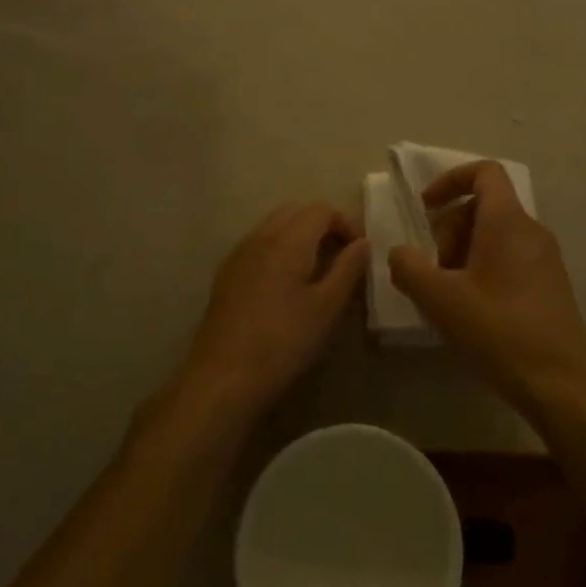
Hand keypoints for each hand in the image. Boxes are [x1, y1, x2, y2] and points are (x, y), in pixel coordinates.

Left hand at [180, 202, 369, 419]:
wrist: (223, 376)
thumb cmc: (283, 341)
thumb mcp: (327, 308)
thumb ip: (348, 269)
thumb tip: (362, 243)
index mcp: (288, 239)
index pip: (322, 210)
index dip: (346, 223)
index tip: (359, 252)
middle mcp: (261, 236)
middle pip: (296, 211)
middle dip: (323, 225)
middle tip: (341, 257)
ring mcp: (239, 254)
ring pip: (275, 225)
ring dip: (300, 236)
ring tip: (316, 270)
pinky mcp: (226, 274)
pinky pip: (258, 244)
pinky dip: (279, 249)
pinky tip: (285, 284)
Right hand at [388, 162, 585, 415]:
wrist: (562, 384)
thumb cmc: (500, 332)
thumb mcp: (441, 300)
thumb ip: (409, 268)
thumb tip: (400, 253)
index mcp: (507, 221)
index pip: (484, 172)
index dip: (450, 180)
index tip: (426, 209)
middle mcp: (531, 230)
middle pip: (483, 208)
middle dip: (449, 231)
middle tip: (432, 272)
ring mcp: (545, 258)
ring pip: (494, 237)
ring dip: (462, 255)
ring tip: (446, 297)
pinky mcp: (549, 285)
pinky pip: (509, 259)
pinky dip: (482, 271)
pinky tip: (470, 312)